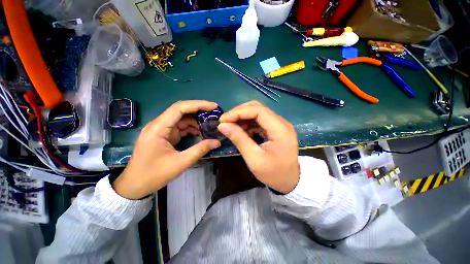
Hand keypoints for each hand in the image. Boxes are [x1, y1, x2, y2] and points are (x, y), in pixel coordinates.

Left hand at [113, 101, 220, 199]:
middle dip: (199, 110)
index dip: (198, 105)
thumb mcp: (180, 163)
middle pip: (181, 111)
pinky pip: (180, 127)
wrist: (134, 186)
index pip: (180, 108)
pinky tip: (200, 133)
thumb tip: (217, 142)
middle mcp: (159, 125)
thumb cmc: (153, 175)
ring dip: (196, 121)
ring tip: (210, 125)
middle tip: (214, 113)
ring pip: (182, 119)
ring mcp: (162, 130)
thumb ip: (200, 150)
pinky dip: (191, 129)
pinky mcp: (165, 135)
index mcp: (158, 128)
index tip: (213, 107)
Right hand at [217, 101, 298, 193]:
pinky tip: (242, 130)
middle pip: (258, 108)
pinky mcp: (276, 129)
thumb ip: (239, 139)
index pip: (258, 110)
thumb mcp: (254, 159)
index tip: (223, 119)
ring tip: (232, 126)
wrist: (290, 181)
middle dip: (239, 112)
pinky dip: (248, 123)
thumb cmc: (273, 173)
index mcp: (280, 129)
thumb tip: (222, 126)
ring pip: (258, 112)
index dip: (239, 112)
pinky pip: (260, 120)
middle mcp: (282, 123)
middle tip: (226, 121)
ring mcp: (280, 125)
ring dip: (243, 117)